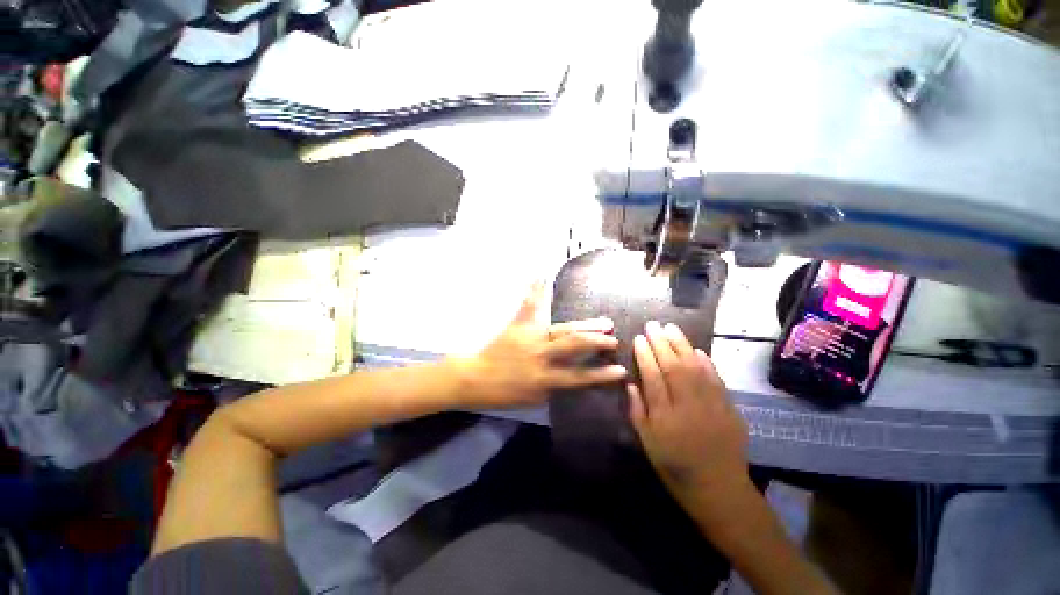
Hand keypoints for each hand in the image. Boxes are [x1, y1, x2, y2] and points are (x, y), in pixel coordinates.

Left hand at [453, 283, 626, 408]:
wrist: (474, 379)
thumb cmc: (503, 393)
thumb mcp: (532, 399)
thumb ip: (554, 388)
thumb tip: (572, 378)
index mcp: (544, 379)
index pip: (580, 377)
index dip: (602, 375)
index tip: (621, 370)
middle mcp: (541, 356)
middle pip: (575, 345)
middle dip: (597, 341)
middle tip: (613, 337)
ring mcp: (530, 338)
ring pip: (562, 328)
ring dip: (584, 324)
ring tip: (603, 322)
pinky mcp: (518, 326)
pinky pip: (529, 306)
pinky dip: (536, 290)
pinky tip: (542, 273)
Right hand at [628, 321, 748, 496]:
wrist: (718, 488)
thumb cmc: (674, 465)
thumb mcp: (647, 442)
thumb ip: (637, 410)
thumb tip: (630, 383)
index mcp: (665, 416)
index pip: (653, 376)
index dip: (645, 355)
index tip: (639, 338)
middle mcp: (688, 405)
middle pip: (673, 366)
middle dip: (661, 342)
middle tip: (653, 325)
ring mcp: (711, 405)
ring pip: (695, 367)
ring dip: (682, 345)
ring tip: (671, 328)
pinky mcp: (728, 407)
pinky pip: (716, 378)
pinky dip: (706, 362)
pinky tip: (697, 350)